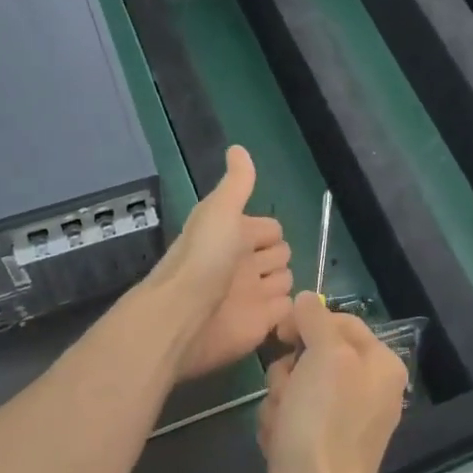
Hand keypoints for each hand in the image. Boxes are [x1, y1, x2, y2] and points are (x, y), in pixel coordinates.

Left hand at [152, 145, 294, 380]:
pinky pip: (286, 311)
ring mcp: (253, 295)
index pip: (269, 228)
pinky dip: (289, 308)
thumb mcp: (220, 210)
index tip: (267, 236)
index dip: (270, 231)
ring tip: (275, 287)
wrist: (183, 316)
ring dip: (285, 280)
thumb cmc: (204, 258)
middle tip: (268, 263)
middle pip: (279, 254)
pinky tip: (286, 306)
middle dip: (279, 255)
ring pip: (285, 280)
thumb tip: (238, 147)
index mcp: (233, 235)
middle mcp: (243, 264)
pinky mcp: (262, 324)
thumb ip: (236, 183)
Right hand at [258, 292, 407, 472]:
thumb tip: (306, 300)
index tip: (281, 335)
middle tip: (289, 394)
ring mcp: (343, 422)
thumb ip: (316, 318)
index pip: (339, 320)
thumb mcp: (324, 355)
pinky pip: (289, 418)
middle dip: (289, 373)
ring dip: (279, 402)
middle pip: (311, 355)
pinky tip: (279, 447)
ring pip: (294, 386)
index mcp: (381, 365)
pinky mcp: (318, 448)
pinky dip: (278, 428)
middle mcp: (367, 390)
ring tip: (283, 428)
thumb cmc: (323, 423)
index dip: (307, 323)